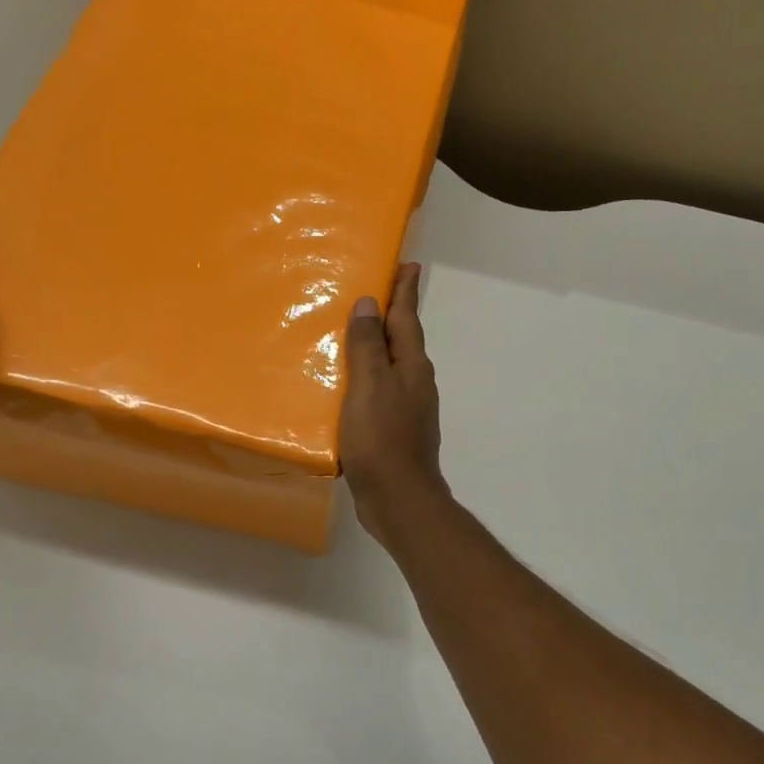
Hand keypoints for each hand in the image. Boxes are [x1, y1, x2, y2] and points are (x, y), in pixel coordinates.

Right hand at [340, 263, 447, 543]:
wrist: (398, 499)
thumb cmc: (382, 437)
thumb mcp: (370, 385)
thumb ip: (369, 344)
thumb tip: (371, 303)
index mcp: (412, 366)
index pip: (407, 317)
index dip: (405, 290)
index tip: (408, 264)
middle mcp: (415, 382)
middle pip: (403, 339)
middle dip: (393, 314)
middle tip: (375, 291)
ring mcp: (407, 407)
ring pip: (392, 366)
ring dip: (378, 346)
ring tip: (355, 332)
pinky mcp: (394, 430)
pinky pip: (379, 391)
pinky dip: (367, 377)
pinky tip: (348, 384)